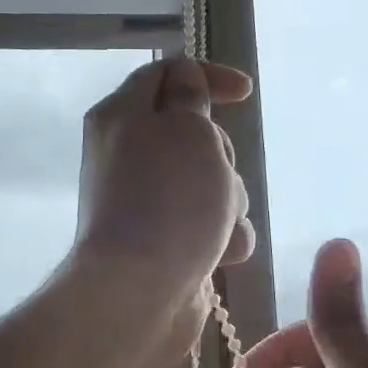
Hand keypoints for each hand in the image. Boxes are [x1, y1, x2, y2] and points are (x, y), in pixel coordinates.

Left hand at [69, 57, 255, 367]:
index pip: (165, 74)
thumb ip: (190, 97)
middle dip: (222, 154)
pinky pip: (209, 224)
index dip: (207, 76)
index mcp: (122, 116)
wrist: (140, 293)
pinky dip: (222, 236)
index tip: (245, 94)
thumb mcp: (188, 130)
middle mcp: (128, 155)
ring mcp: (147, 202)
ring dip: (228, 200)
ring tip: (218, 224)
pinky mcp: (165, 241)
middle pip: (193, 134)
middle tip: (217, 172)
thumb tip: (183, 80)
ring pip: (209, 182)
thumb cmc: (169, 200)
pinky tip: (222, 254)